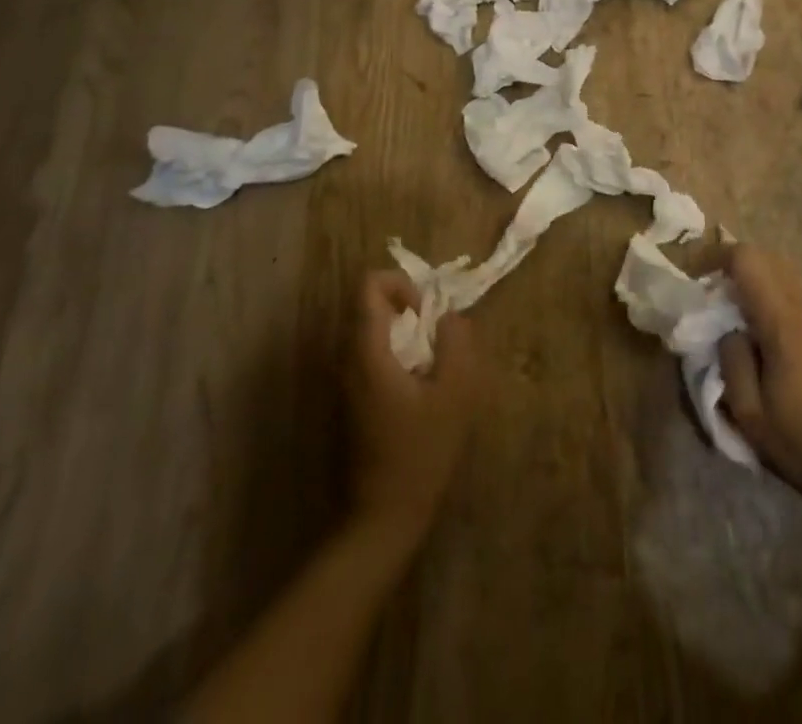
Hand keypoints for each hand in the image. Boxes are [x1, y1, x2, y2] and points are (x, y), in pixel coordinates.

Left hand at [347, 272, 478, 540]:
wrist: (383, 516)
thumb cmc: (421, 452)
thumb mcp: (455, 394)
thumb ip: (457, 344)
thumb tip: (449, 317)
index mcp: (367, 352)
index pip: (368, 286)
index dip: (401, 284)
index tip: (426, 312)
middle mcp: (347, 360)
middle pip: (369, 305)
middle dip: (407, 308)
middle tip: (437, 335)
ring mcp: (345, 381)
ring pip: (370, 330)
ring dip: (403, 332)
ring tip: (434, 361)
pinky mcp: (351, 399)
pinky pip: (371, 354)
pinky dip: (396, 353)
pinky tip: (420, 386)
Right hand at [718, 247, 801, 515]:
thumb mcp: (751, 414)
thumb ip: (731, 361)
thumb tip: (728, 331)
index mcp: (784, 320)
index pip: (747, 258)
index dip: (716, 258)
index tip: (696, 280)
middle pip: (764, 257)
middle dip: (733, 267)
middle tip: (712, 298)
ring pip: (782, 271)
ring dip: (754, 281)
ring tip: (735, 315)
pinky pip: (796, 291)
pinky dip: (773, 294)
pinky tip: (764, 332)